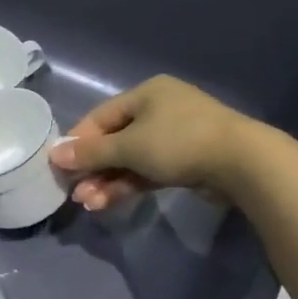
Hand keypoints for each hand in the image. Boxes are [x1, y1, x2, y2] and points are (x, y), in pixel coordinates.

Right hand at [50, 75, 252, 210]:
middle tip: (75, 192)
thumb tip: (55, 154)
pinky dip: (129, 184)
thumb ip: (91, 152)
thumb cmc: (179, 142)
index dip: (78, 142)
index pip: (100, 117)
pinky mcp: (186, 161)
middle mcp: (159, 110)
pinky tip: (109, 201)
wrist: (242, 163)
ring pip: (131, 159)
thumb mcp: (129, 147)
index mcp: (146, 94)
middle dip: (93, 168)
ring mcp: (175, 136)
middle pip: (114, 140)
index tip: (60, 166)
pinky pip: (148, 170)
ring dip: (107, 181)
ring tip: (90, 204)